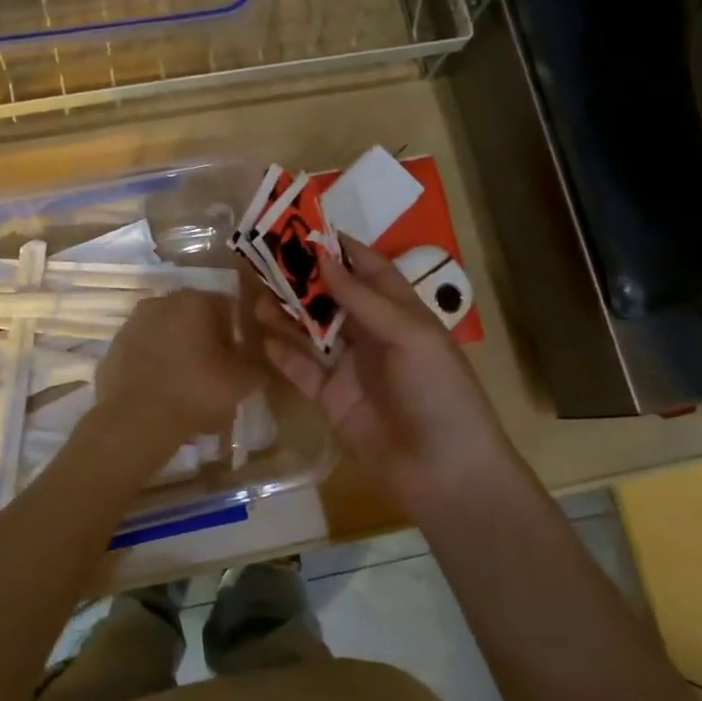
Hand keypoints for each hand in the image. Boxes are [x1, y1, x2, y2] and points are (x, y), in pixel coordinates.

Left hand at [97, 289, 258, 444]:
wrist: (134, 422)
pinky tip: (161, 391)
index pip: (229, 308)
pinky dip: (155, 365)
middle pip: (196, 318)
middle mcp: (162, 301)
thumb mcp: (242, 383)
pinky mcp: (114, 346)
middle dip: (207, 341)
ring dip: (180, 352)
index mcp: (196, 301)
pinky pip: (145, 351)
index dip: (238, 335)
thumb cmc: (195, 393)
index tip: (238, 362)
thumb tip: (257, 362)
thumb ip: (257, 366)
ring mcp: (133, 323)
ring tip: (187, 387)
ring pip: (169, 334)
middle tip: (215, 375)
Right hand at [257, 237, 515, 509]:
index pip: (368, 269)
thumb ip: (363, 299)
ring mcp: (351, 369)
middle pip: (332, 297)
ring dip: (287, 315)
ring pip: (312, 332)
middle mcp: (374, 335)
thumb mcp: (409, 336)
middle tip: (264, 259)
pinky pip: (303, 371)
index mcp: (401, 313)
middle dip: (302, 278)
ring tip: (256, 298)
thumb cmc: (438, 393)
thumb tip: (323, 258)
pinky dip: (284, 355)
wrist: (444, 473)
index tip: (302, 227)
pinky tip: (263, 340)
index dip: (339, 248)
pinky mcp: (332, 400)